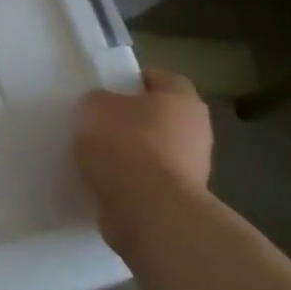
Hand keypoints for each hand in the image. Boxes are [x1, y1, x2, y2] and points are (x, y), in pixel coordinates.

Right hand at [75, 69, 213, 248]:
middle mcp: (196, 131)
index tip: (107, 90)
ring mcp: (192, 169)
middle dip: (131, 120)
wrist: (149, 211)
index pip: (161, 79)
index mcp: (182, 100)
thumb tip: (105, 108)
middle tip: (97, 123)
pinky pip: (148, 181)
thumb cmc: (125, 145)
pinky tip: (103, 182)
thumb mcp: (95, 107)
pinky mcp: (178, 200)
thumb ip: (100, 101)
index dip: (133, 81)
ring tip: (94, 157)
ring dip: (130, 153)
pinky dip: (129, 181)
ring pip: (154, 151)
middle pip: (159, 117)